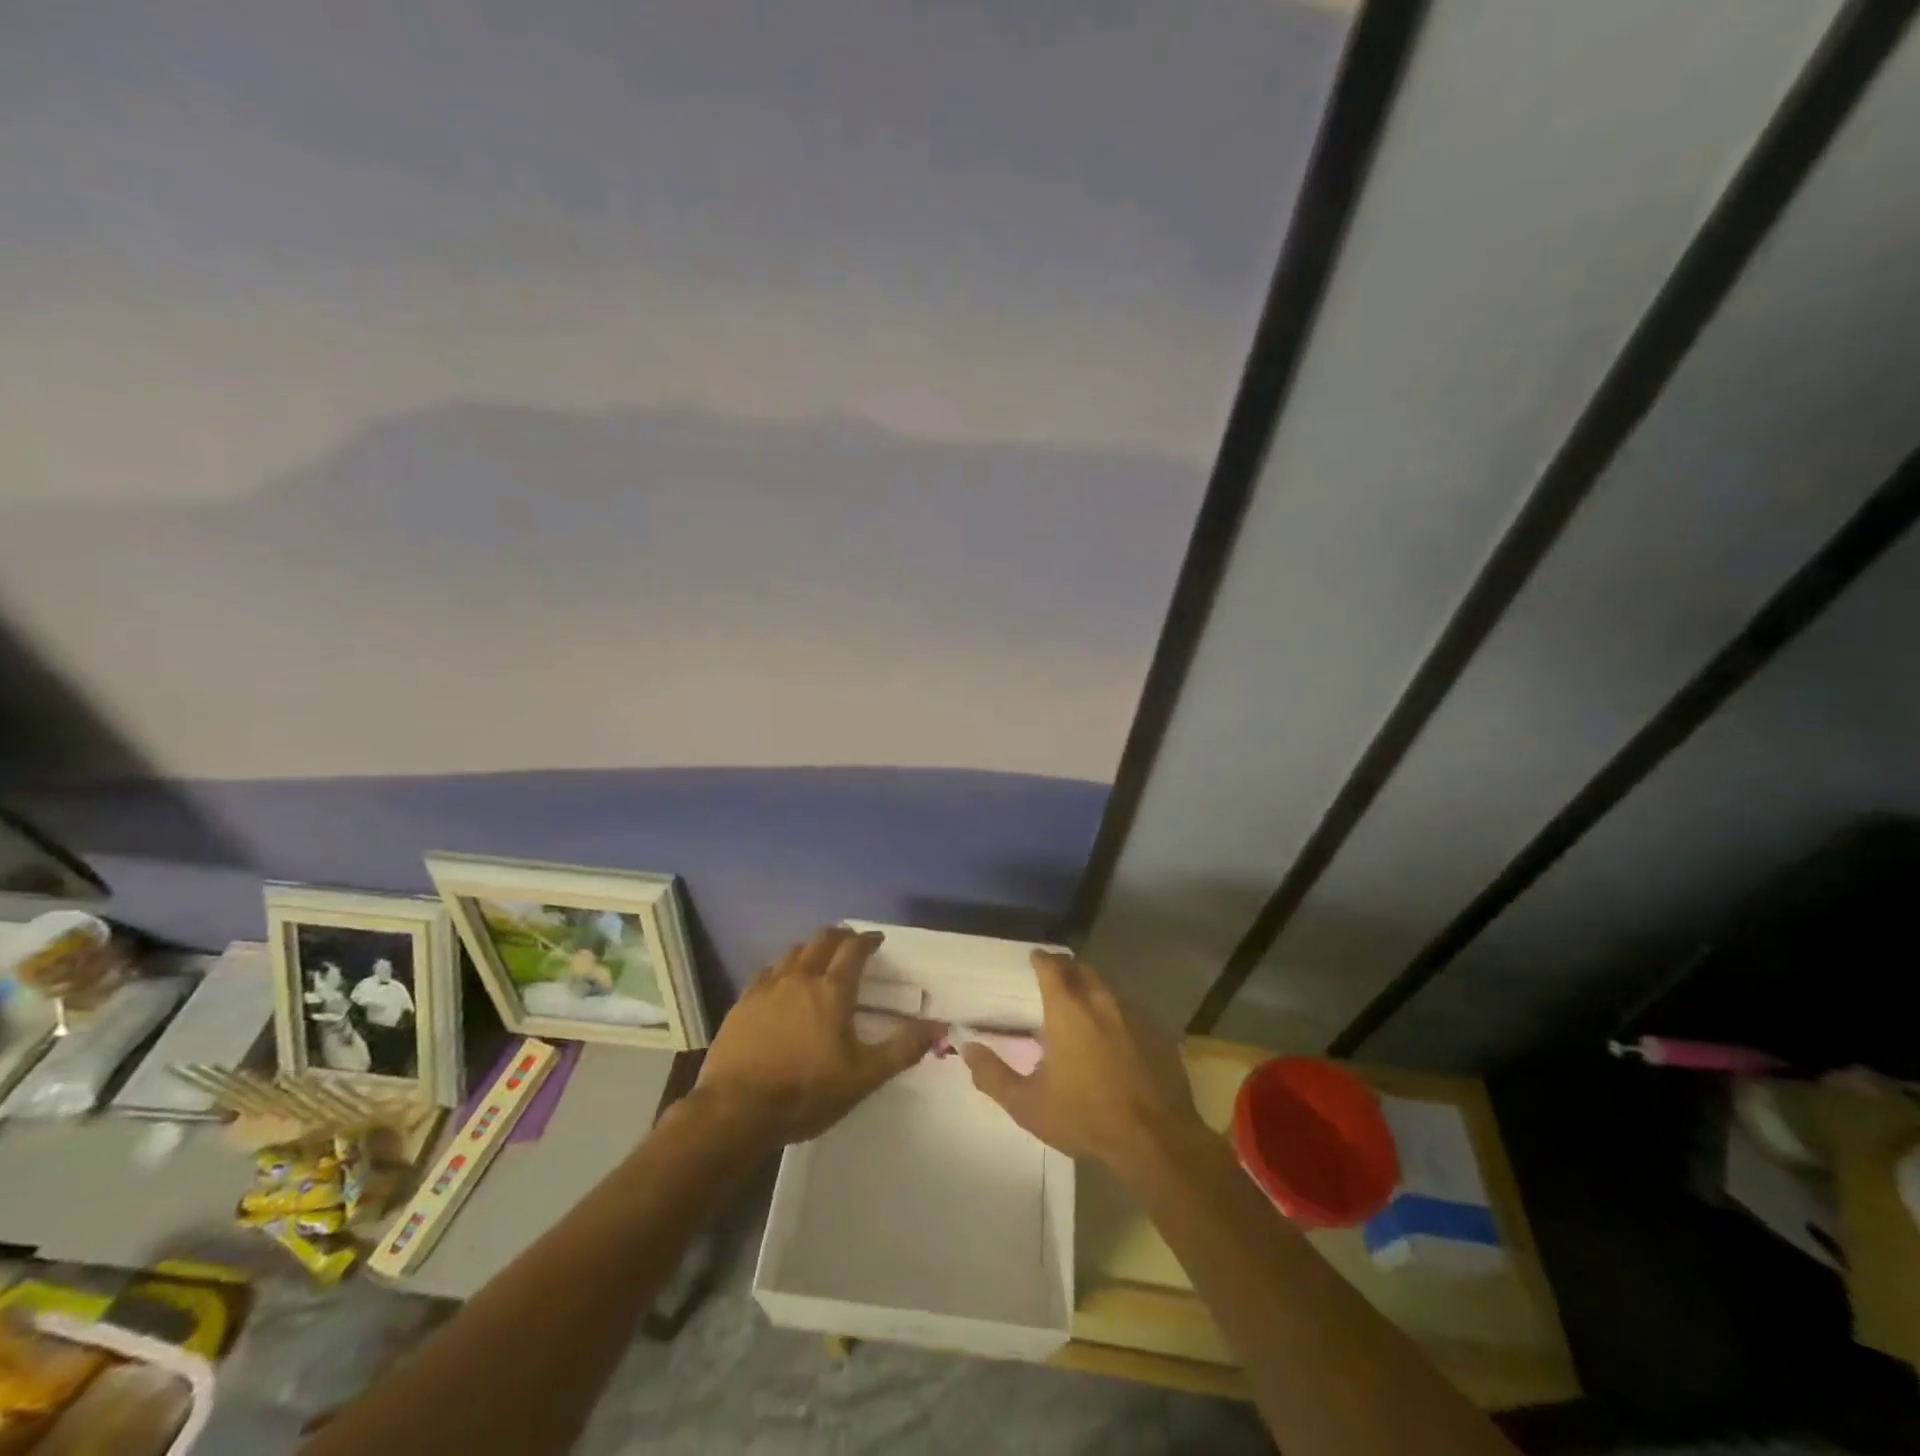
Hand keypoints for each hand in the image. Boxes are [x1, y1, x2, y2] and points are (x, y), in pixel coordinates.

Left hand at [693, 926, 942, 1150]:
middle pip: (822, 940)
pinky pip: (768, 972)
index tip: (877, 941)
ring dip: (811, 949)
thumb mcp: (863, 1076)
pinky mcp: (742, 1002)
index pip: (854, 950)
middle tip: (851, 945)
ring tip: (819, 961)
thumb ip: (902, 1049)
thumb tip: (939, 1026)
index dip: (868, 941)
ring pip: (793, 952)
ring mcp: (767, 987)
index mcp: (832, 990)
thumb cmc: (805, 1092)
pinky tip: (782, 985)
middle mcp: (800, 977)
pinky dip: (783, 969)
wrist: (734, 1111)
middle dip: (840, 937)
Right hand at [960, 950, 1203, 1175]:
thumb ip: (993, 1075)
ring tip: (1082, 1005)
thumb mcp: (1028, 1104)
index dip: (1041, 959)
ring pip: (1108, 988)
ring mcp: (1134, 1014)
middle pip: (1082, 969)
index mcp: (1068, 1009)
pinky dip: (1116, 1013)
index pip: (1052, 966)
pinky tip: (1114, 1035)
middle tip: (1055, 977)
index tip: (1034, 958)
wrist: (1155, 1140)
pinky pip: (1130, 1010)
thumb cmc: (1085, 1117)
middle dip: (1066, 968)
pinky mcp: (1158, 1032)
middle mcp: (1101, 1000)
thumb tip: (966, 1049)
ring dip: (1092, 988)